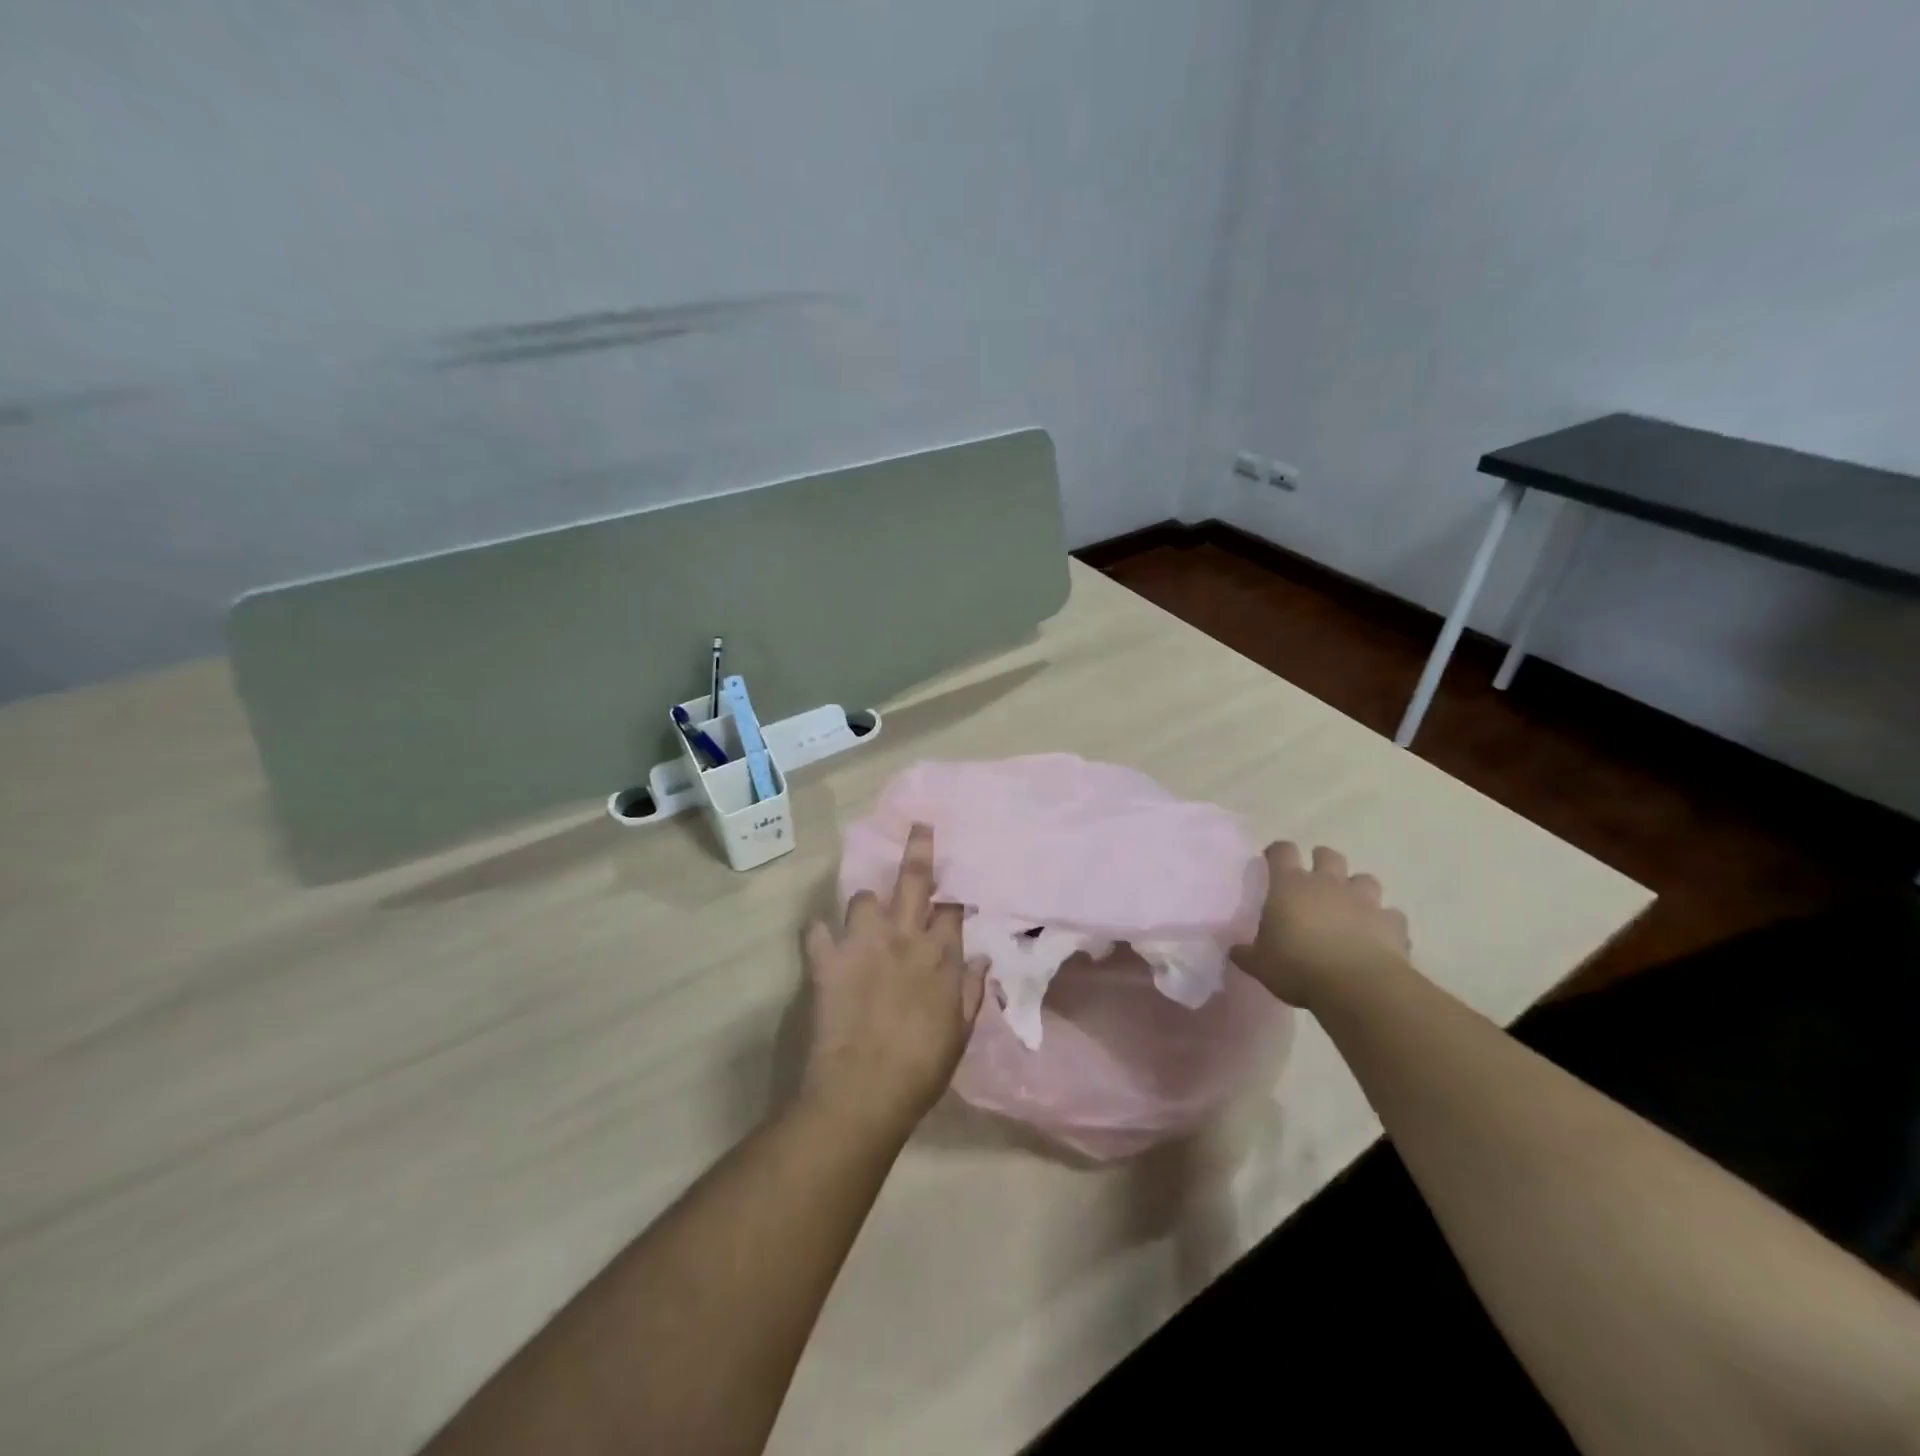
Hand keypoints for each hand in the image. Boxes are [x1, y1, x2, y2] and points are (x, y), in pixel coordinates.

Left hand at [800, 824, 986, 1139]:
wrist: (863, 1092)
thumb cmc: (921, 1069)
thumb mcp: (959, 1034)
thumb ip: (972, 992)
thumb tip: (981, 959)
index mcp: (940, 958)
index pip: (951, 910)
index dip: (953, 895)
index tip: (953, 886)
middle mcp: (904, 939)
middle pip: (914, 881)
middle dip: (919, 850)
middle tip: (920, 826)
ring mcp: (863, 945)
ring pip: (863, 899)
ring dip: (866, 905)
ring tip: (866, 918)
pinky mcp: (828, 960)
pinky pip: (817, 932)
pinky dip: (820, 935)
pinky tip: (822, 941)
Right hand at [1233, 843, 1410, 1008]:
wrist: (1357, 986)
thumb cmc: (1297, 967)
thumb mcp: (1260, 964)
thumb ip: (1247, 953)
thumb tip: (1234, 950)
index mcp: (1290, 885)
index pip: (1282, 851)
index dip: (1277, 852)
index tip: (1272, 860)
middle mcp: (1327, 883)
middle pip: (1327, 855)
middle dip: (1321, 861)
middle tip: (1314, 880)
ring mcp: (1364, 900)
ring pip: (1365, 879)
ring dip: (1357, 888)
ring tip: (1350, 906)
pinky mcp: (1392, 923)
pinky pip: (1391, 915)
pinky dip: (1384, 922)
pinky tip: (1378, 936)